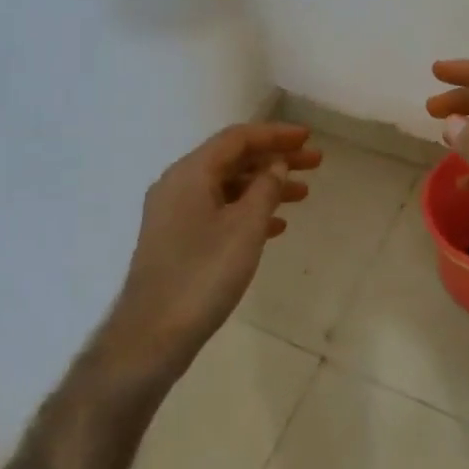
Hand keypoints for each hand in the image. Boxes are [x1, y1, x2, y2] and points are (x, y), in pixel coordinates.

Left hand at [98, 122, 320, 389]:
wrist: (153, 334)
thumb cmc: (203, 274)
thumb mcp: (245, 227)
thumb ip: (265, 188)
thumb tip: (276, 164)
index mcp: (190, 173)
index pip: (238, 139)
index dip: (276, 135)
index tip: (308, 138)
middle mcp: (178, 185)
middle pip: (233, 160)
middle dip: (275, 160)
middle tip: (315, 164)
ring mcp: (174, 213)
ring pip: (228, 187)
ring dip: (265, 187)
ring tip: (303, 195)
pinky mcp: (176, 239)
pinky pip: (218, 211)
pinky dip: (248, 211)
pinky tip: (275, 226)